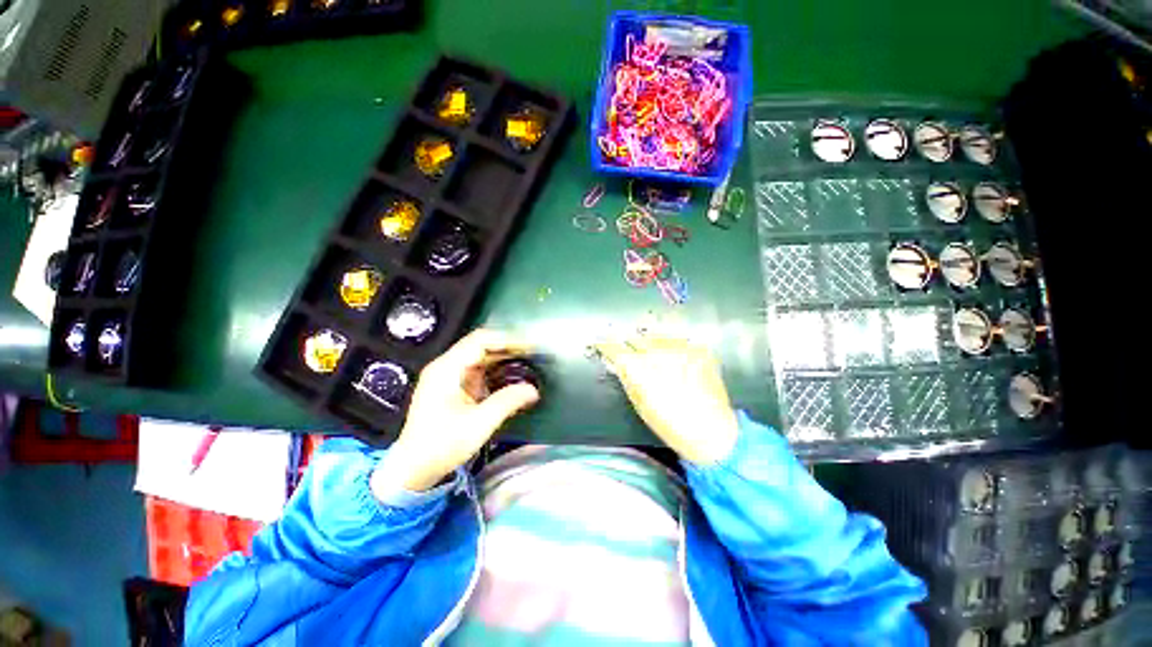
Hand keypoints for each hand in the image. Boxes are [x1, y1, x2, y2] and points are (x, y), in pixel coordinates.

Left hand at [381, 329, 539, 491]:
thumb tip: (533, 390)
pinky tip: (511, 376)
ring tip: (527, 363)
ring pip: (480, 357)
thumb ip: (508, 402)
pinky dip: (496, 370)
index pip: (480, 341)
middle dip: (507, 348)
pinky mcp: (453, 387)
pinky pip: (478, 370)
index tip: (529, 347)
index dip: (506, 340)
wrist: (413, 469)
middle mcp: (446, 367)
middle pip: (480, 346)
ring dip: (503, 359)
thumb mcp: (479, 424)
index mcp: (447, 369)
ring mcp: (449, 376)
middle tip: (533, 355)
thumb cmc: (442, 445)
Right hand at [597, 335, 738, 464]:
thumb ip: (626, 378)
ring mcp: (681, 348)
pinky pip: (679, 341)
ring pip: (657, 335)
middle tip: (631, 353)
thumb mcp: (640, 404)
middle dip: (630, 343)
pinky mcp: (699, 349)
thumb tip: (616, 362)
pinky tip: (676, 359)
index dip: (605, 344)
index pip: (614, 347)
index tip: (600, 343)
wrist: (712, 431)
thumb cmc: (670, 424)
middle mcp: (658, 352)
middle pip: (636, 337)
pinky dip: (673, 347)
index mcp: (639, 368)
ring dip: (652, 342)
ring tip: (656, 355)